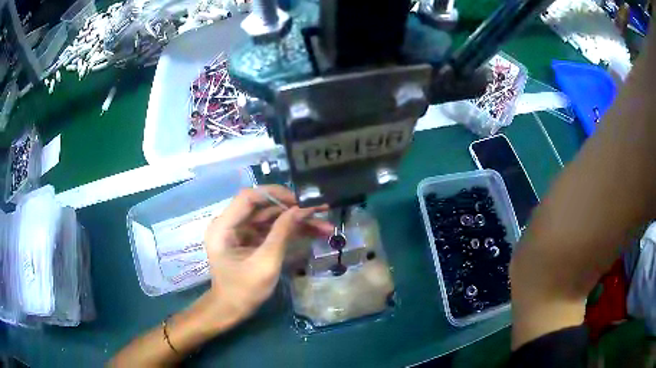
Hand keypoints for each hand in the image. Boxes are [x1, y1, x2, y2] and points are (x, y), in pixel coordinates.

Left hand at [201, 185, 332, 329]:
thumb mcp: (265, 263)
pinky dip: (290, 231)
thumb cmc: (244, 290)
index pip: (248, 197)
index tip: (300, 201)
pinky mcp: (249, 239)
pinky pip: (271, 229)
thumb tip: (301, 209)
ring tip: (324, 225)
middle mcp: (230, 223)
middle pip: (263, 207)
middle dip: (292, 209)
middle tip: (320, 211)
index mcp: (224, 226)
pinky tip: (313, 232)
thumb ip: (282, 233)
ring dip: (296, 221)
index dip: (275, 194)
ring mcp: (240, 231)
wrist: (232, 310)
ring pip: (271, 217)